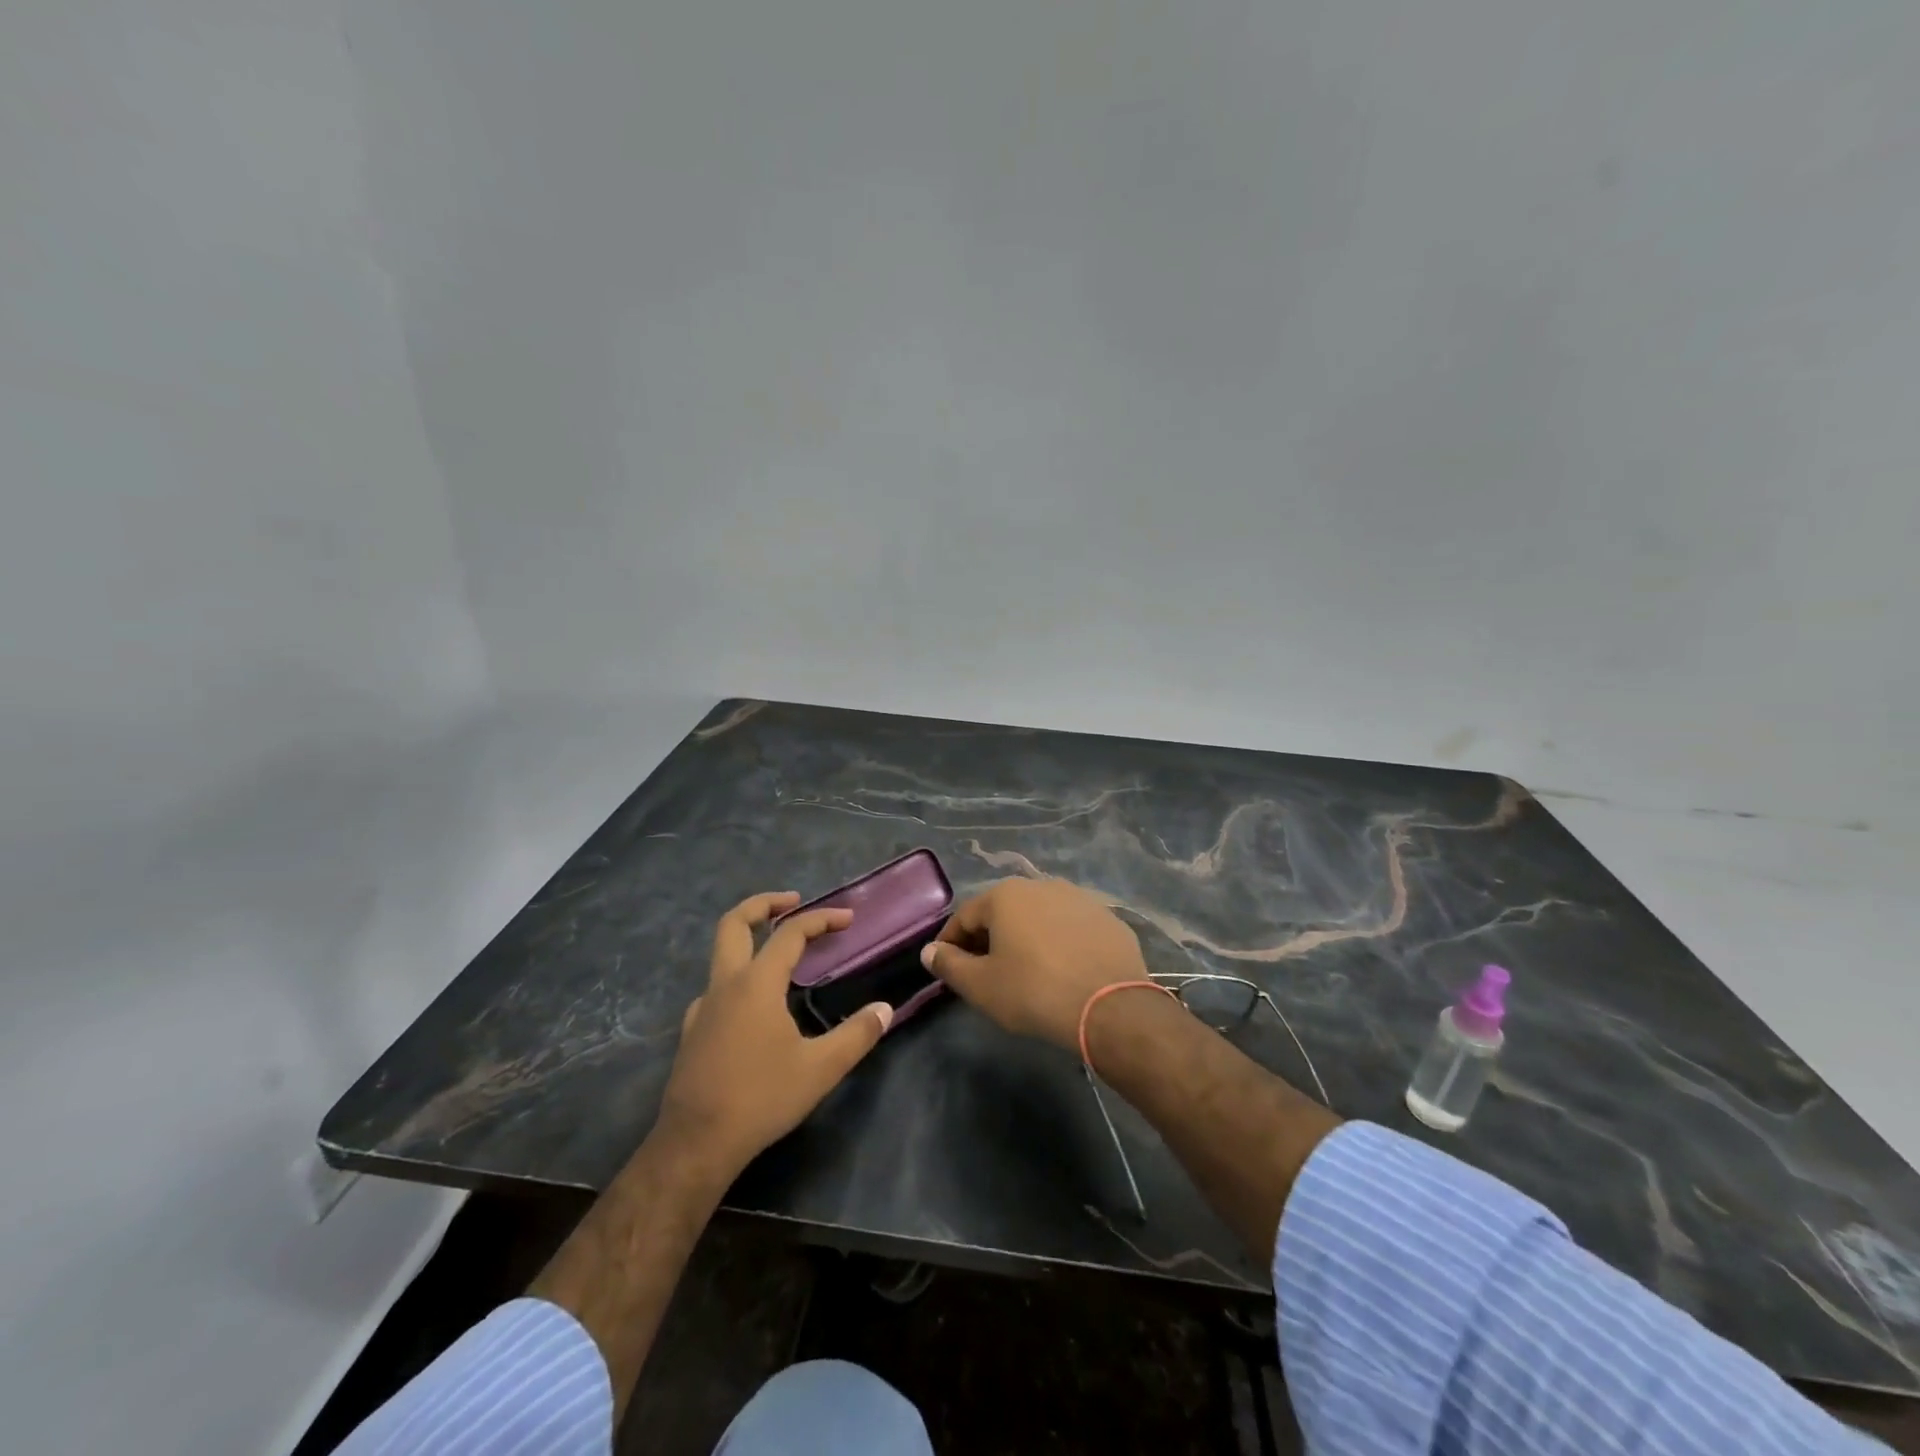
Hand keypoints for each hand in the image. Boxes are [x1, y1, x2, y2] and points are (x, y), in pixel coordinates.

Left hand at [657, 891, 890, 1176]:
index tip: (847, 919)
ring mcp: (703, 1008)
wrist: (695, 1144)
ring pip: (721, 955)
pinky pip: (716, 989)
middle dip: (763, 904)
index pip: (790, 933)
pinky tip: (755, 1008)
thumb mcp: (820, 1069)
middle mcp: (726, 985)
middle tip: (792, 901)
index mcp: (757, 983)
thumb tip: (885, 1009)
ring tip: (781, 958)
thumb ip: (857, 1035)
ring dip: (750, 941)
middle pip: (734, 923)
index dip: (821, 919)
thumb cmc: (761, 1098)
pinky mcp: (692, 1032)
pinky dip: (739, 979)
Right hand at [921, 878, 1149, 1051]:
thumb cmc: (1034, 992)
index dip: (951, 943)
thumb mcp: (981, 986)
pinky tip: (1063, 970)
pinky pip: (1071, 928)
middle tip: (984, 972)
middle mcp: (1042, 885)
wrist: (1111, 1007)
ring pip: (1039, 917)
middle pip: (1003, 911)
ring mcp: (1080, 898)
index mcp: (1006, 895)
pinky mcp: (1108, 918)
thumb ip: (949, 965)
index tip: (947, 967)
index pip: (965, 916)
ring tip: (1025, 971)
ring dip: (1026, 938)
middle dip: (989, 938)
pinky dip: (1059, 943)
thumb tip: (930, 951)